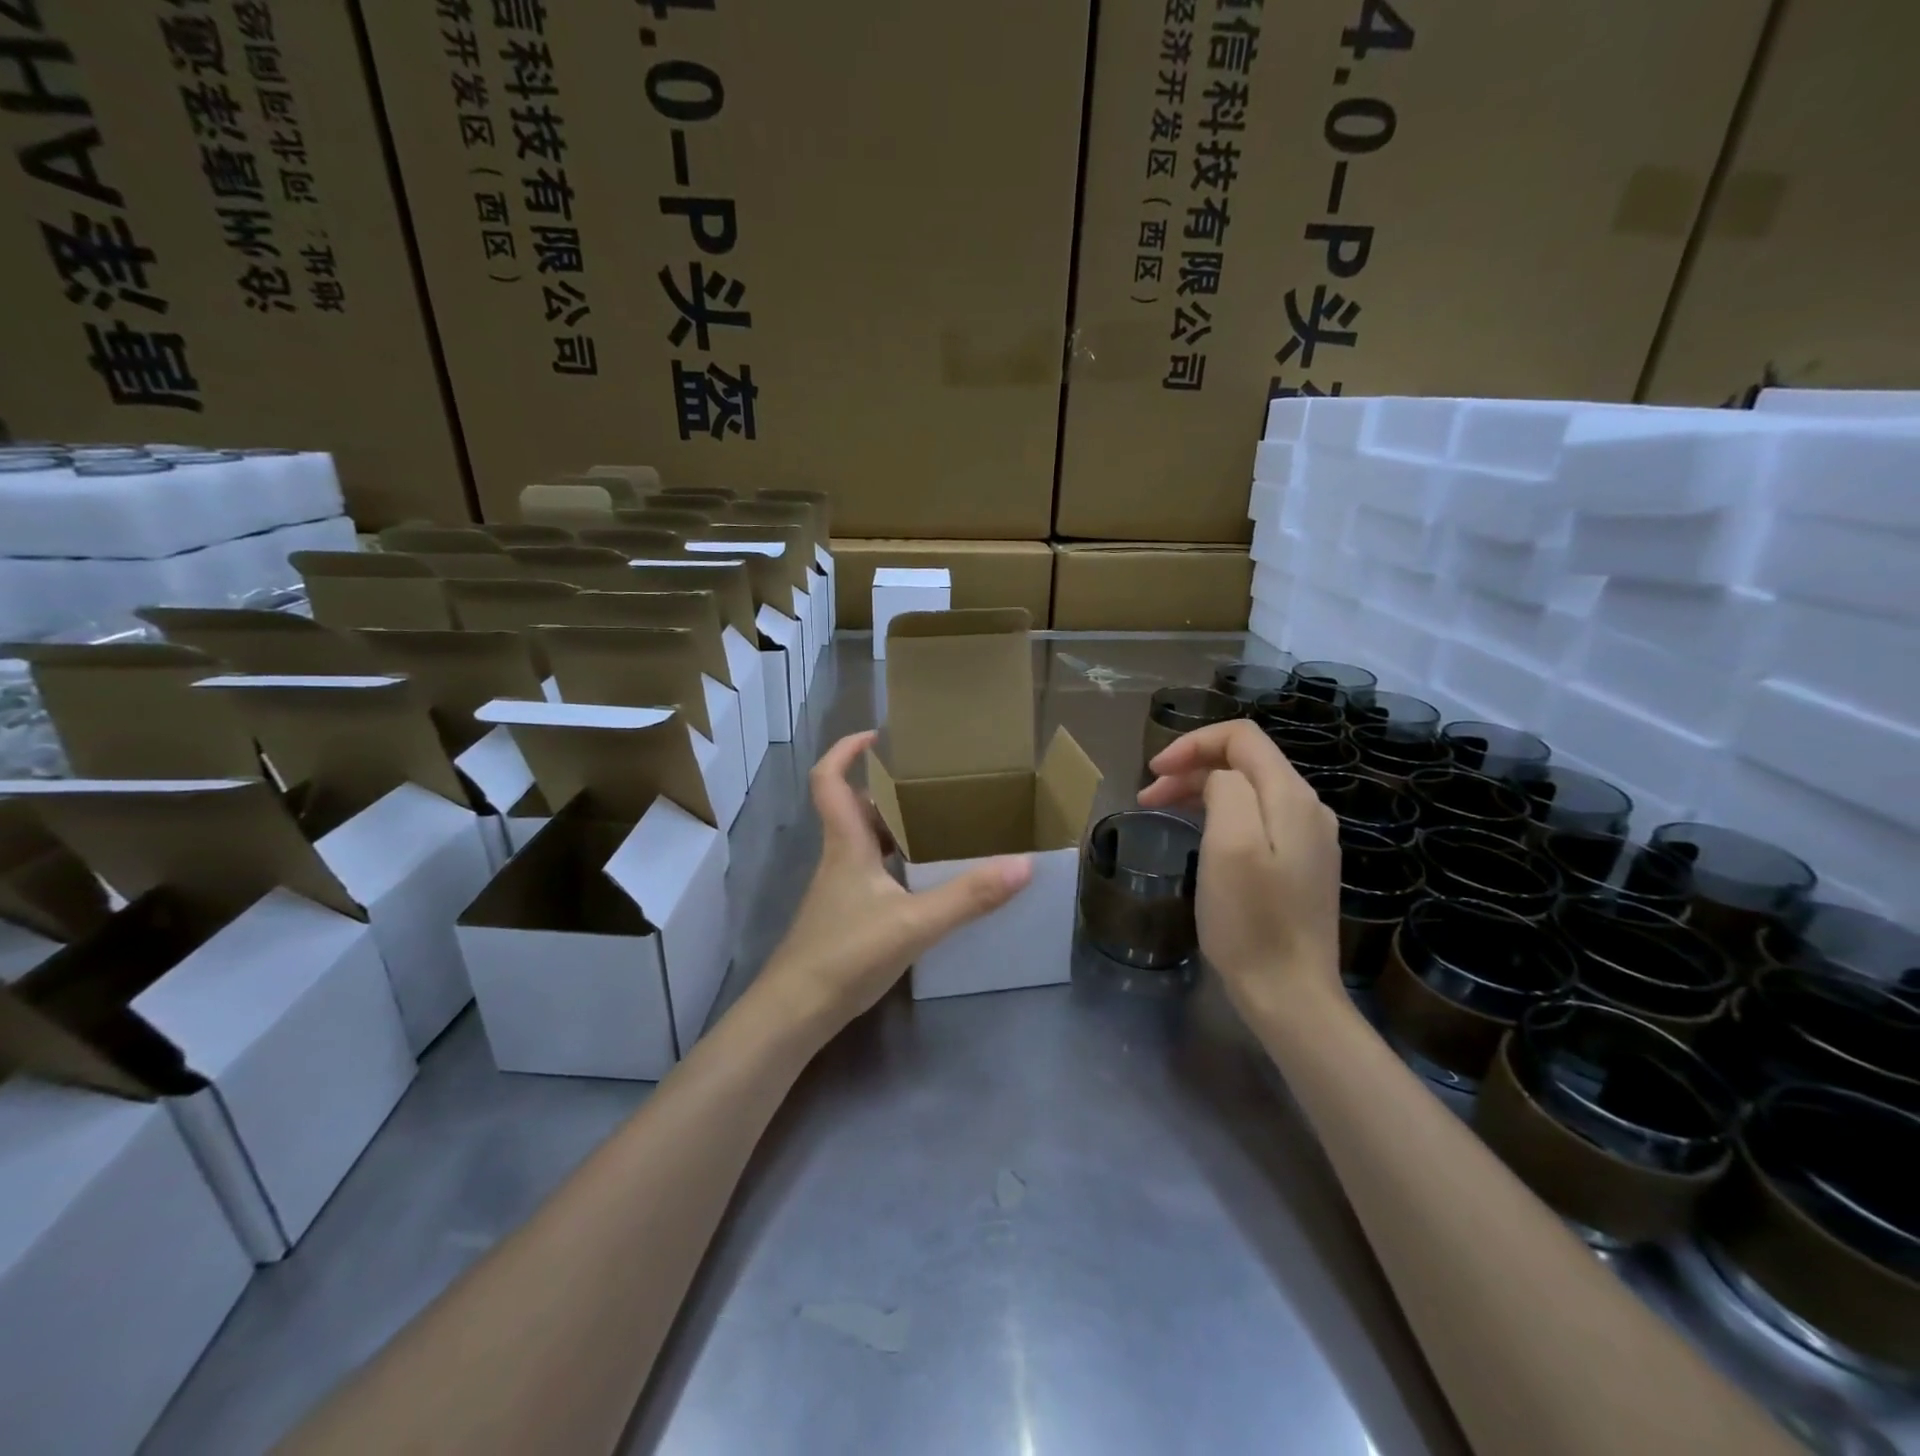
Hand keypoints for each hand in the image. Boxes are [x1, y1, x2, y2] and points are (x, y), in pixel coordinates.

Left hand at [759, 730, 1033, 1032]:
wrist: (794, 1012)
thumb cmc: (846, 954)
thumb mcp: (914, 923)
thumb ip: (969, 896)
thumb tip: (1023, 864)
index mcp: (845, 844)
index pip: (828, 780)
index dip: (845, 751)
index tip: (877, 736)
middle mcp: (838, 859)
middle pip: (854, 810)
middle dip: (887, 792)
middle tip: (931, 787)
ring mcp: (838, 891)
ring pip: (864, 844)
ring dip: (894, 830)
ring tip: (938, 828)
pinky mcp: (844, 918)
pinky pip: (871, 875)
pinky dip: (895, 867)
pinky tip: (925, 884)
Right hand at [1137, 719, 1342, 1018]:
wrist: (1290, 995)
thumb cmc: (1251, 921)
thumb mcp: (1229, 845)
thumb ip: (1225, 790)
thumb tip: (1218, 781)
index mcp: (1291, 797)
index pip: (1242, 737)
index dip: (1193, 744)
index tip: (1153, 772)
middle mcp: (1307, 809)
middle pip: (1244, 762)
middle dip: (1191, 767)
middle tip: (1147, 795)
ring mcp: (1307, 840)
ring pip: (1247, 791)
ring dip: (1200, 790)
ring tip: (1160, 809)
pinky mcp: (1299, 866)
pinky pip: (1255, 819)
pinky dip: (1218, 814)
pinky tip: (1197, 834)